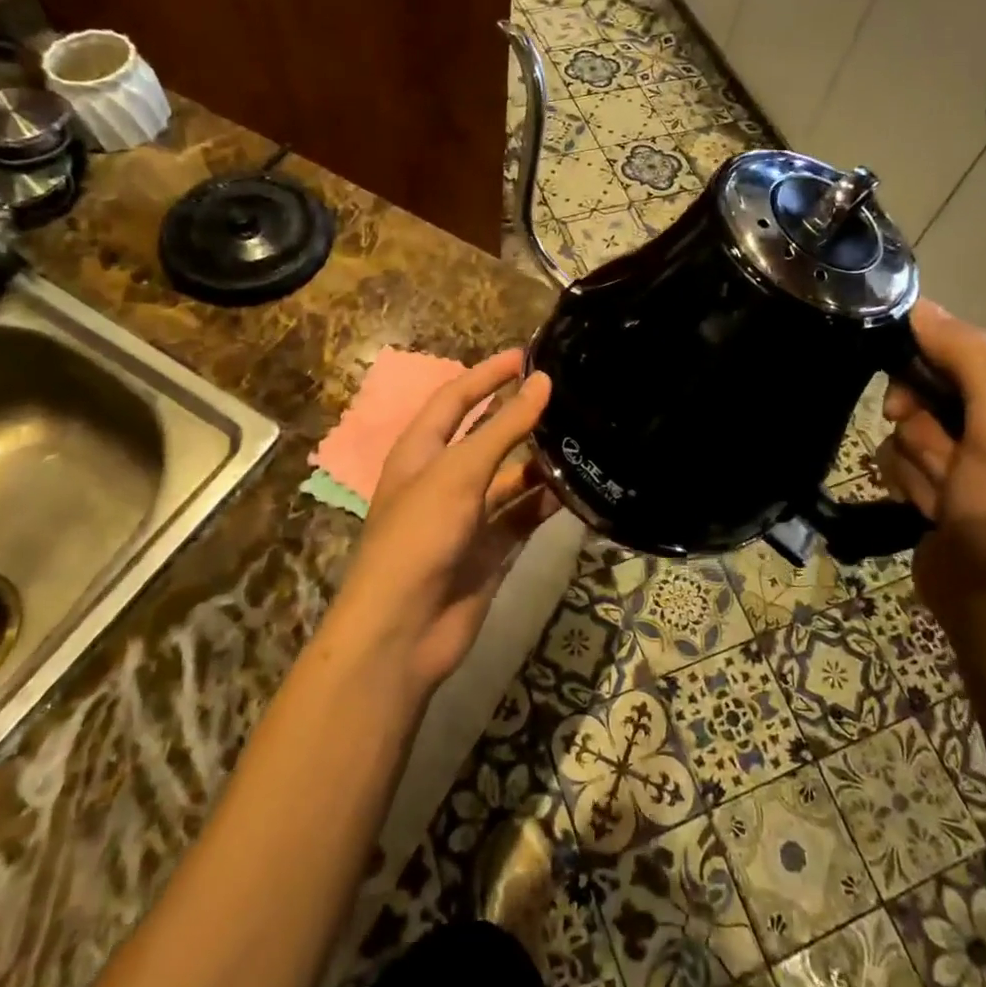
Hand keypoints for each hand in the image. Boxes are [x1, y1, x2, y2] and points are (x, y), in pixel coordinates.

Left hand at [334, 349, 556, 693]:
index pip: (455, 399)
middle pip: (486, 437)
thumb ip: (503, 427)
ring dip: (540, 462)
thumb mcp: (459, 472)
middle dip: (519, 416)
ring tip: (581, 438)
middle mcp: (443, 479)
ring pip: (510, 478)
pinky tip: (578, 489)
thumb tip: (542, 382)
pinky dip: (546, 503)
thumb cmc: (419, 536)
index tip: (527, 355)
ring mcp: (467, 517)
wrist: (403, 631)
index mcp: (421, 452)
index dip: (486, 374)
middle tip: (565, 394)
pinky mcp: (489, 550)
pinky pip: (522, 516)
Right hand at [878, 301, 985, 634]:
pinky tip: (930, 509)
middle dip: (925, 429)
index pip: (968, 349)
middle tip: (940, 461)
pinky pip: (901, 454)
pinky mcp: (944, 477)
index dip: (930, 371)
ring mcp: (975, 450)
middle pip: (931, 386)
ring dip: (917, 461)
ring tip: (944, 498)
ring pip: (909, 422)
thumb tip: (922, 307)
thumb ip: (968, 358)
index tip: (906, 403)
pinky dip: (908, 480)